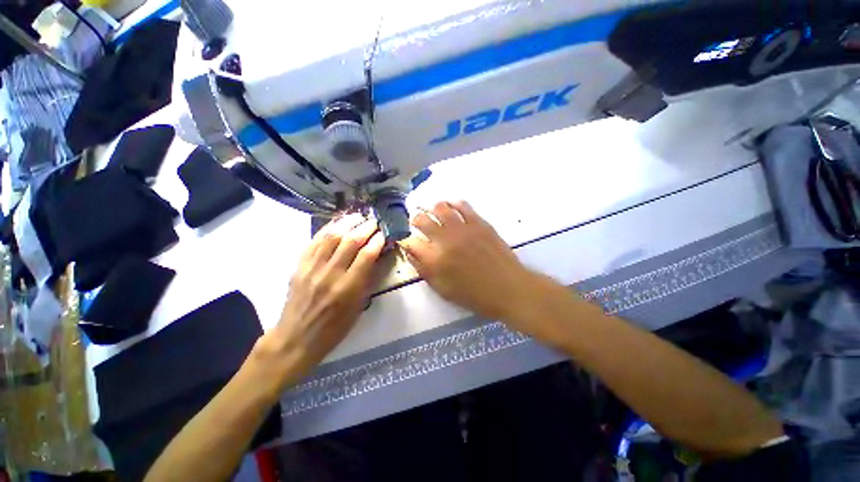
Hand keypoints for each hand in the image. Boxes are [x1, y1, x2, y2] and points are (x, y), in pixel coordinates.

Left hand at [255, 214, 384, 385]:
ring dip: (347, 223)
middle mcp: (330, 274)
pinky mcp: (299, 266)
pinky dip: (327, 229)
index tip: (385, 232)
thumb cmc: (334, 328)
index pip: (367, 254)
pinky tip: (337, 223)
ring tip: (358, 216)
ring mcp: (312, 268)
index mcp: (348, 288)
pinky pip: (314, 241)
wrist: (296, 338)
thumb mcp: (358, 307)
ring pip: (332, 236)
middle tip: (375, 221)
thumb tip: (378, 257)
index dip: (378, 240)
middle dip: (366, 227)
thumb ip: (368, 280)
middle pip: (351, 241)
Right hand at [399, 201, 539, 321]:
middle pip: (421, 219)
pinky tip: (453, 209)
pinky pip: (462, 205)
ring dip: (433, 209)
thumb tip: (410, 252)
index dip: (406, 240)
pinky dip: (454, 204)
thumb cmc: (473, 295)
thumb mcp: (442, 289)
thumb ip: (423, 270)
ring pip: (440, 207)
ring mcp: (463, 228)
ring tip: (435, 214)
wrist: (507, 288)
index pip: (410, 242)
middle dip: (415, 220)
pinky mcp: (479, 222)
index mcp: (434, 260)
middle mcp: (445, 240)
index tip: (409, 241)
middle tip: (418, 223)